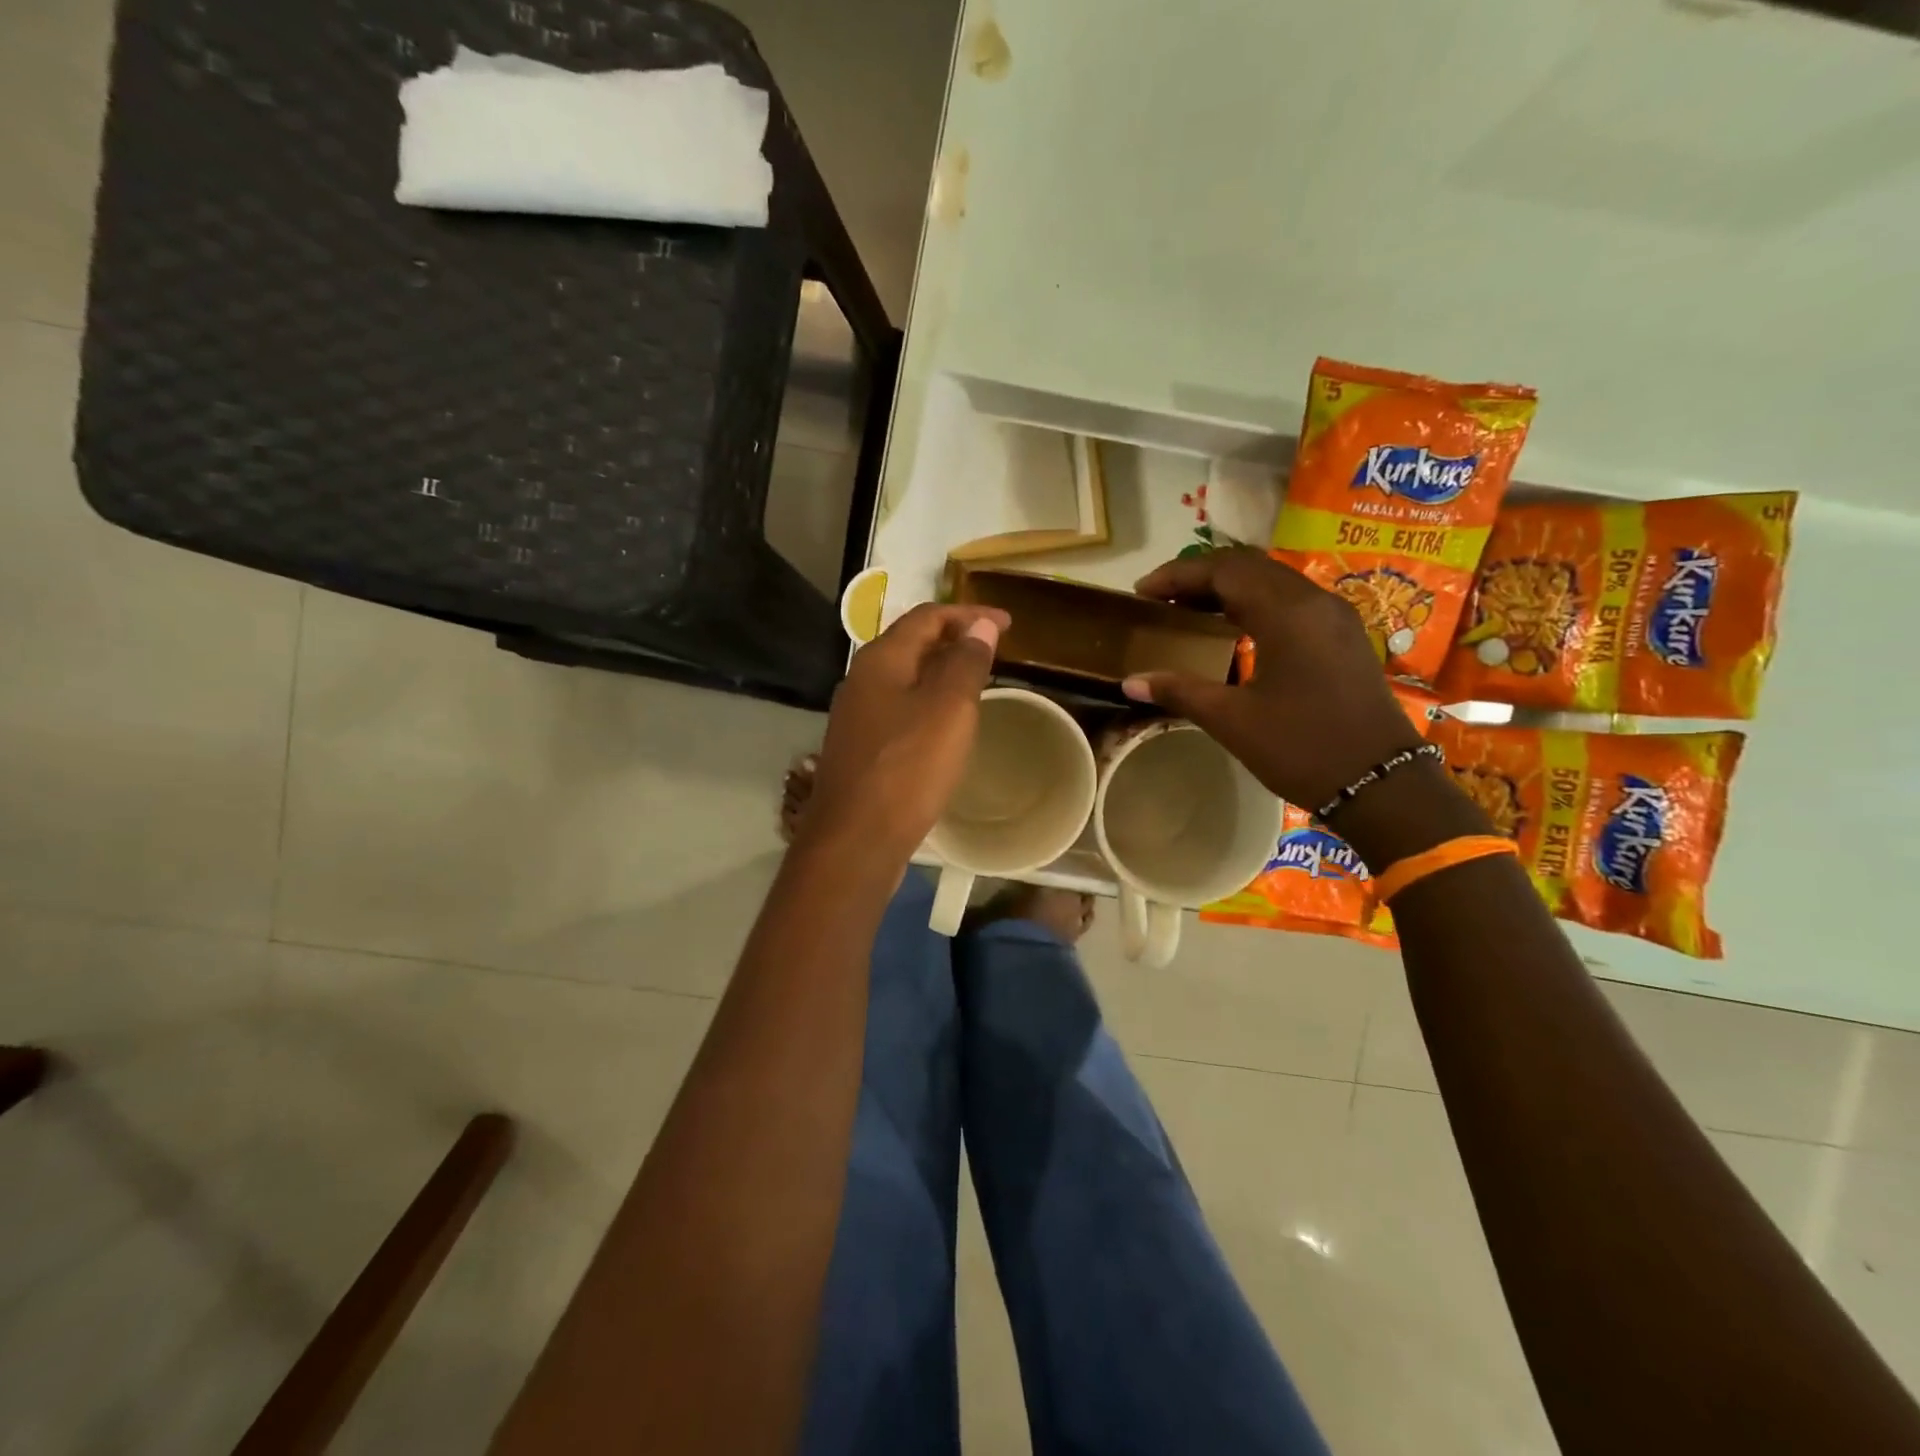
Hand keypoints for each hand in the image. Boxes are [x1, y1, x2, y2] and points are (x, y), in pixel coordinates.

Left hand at [802, 602, 1009, 860]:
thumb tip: (979, 625)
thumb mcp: (949, 709)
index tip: (1008, 625)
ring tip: (976, 682)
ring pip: (905, 678)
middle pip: (912, 643)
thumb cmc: (907, 768)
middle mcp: (861, 679)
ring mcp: (856, 715)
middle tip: (994, 650)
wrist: (855, 840)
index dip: (969, 615)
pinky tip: (945, 723)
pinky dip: (928, 702)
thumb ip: (966, 663)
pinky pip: (899, 708)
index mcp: (881, 659)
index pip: (928, 617)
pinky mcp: (860, 748)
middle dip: (954, 640)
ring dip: (941, 672)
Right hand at [1123, 548, 1424, 809]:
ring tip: (1189, 612)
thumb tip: (1129, 681)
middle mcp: (1314, 601)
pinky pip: (1291, 601)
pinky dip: (1254, 603)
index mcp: (1287, 614)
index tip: (1141, 592)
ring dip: (1228, 588)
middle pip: (1249, 567)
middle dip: (1200, 577)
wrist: (1381, 783)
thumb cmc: (1302, 748)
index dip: (1178, 575)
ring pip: (1272, 581)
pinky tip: (1232, 630)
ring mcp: (1335, 617)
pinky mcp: (1343, 636)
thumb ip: (1180, 690)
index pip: (1224, 570)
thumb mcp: (1232, 721)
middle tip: (1161, 601)